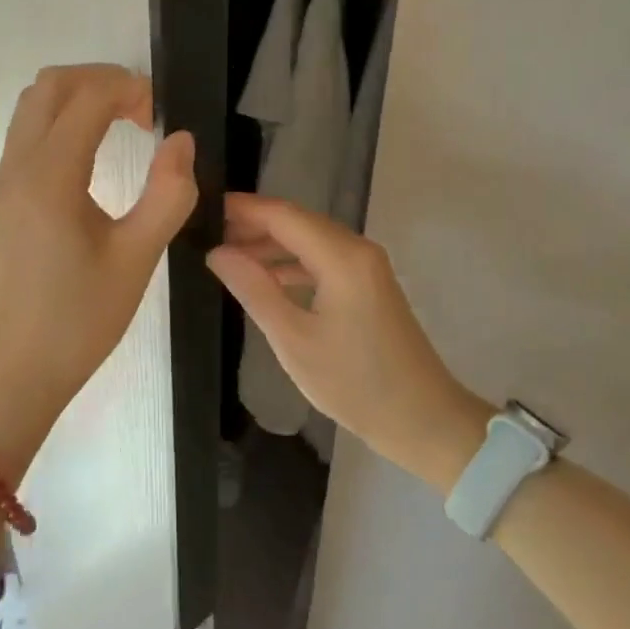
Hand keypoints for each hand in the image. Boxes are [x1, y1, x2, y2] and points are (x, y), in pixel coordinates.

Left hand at [0, 66, 196, 463]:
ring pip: (32, 105)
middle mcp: (17, 166)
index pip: (87, 98)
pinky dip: (61, 120)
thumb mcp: (138, 258)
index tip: (162, 114)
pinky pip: (26, 132)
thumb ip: (168, 194)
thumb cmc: (82, 318)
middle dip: (100, 80)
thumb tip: (181, 140)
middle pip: (50, 86)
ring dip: (77, 97)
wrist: (18, 370)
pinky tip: (93, 152)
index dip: (129, 90)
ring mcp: (3, 180)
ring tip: (122, 123)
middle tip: (142, 110)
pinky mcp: (2, 197)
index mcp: (49, 176)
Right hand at [207, 193, 489, 490]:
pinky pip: (324, 259)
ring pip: (310, 240)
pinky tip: (266, 280)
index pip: (284, 216)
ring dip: (272, 246)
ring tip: (230, 259)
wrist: (422, 419)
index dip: (244, 209)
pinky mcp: (369, 284)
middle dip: (254, 226)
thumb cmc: (354, 382)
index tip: (206, 210)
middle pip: (298, 222)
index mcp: (341, 257)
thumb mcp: (293, 339)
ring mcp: (367, 266)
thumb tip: (217, 252)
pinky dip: (293, 264)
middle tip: (210, 237)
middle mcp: (357, 249)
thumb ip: (253, 289)